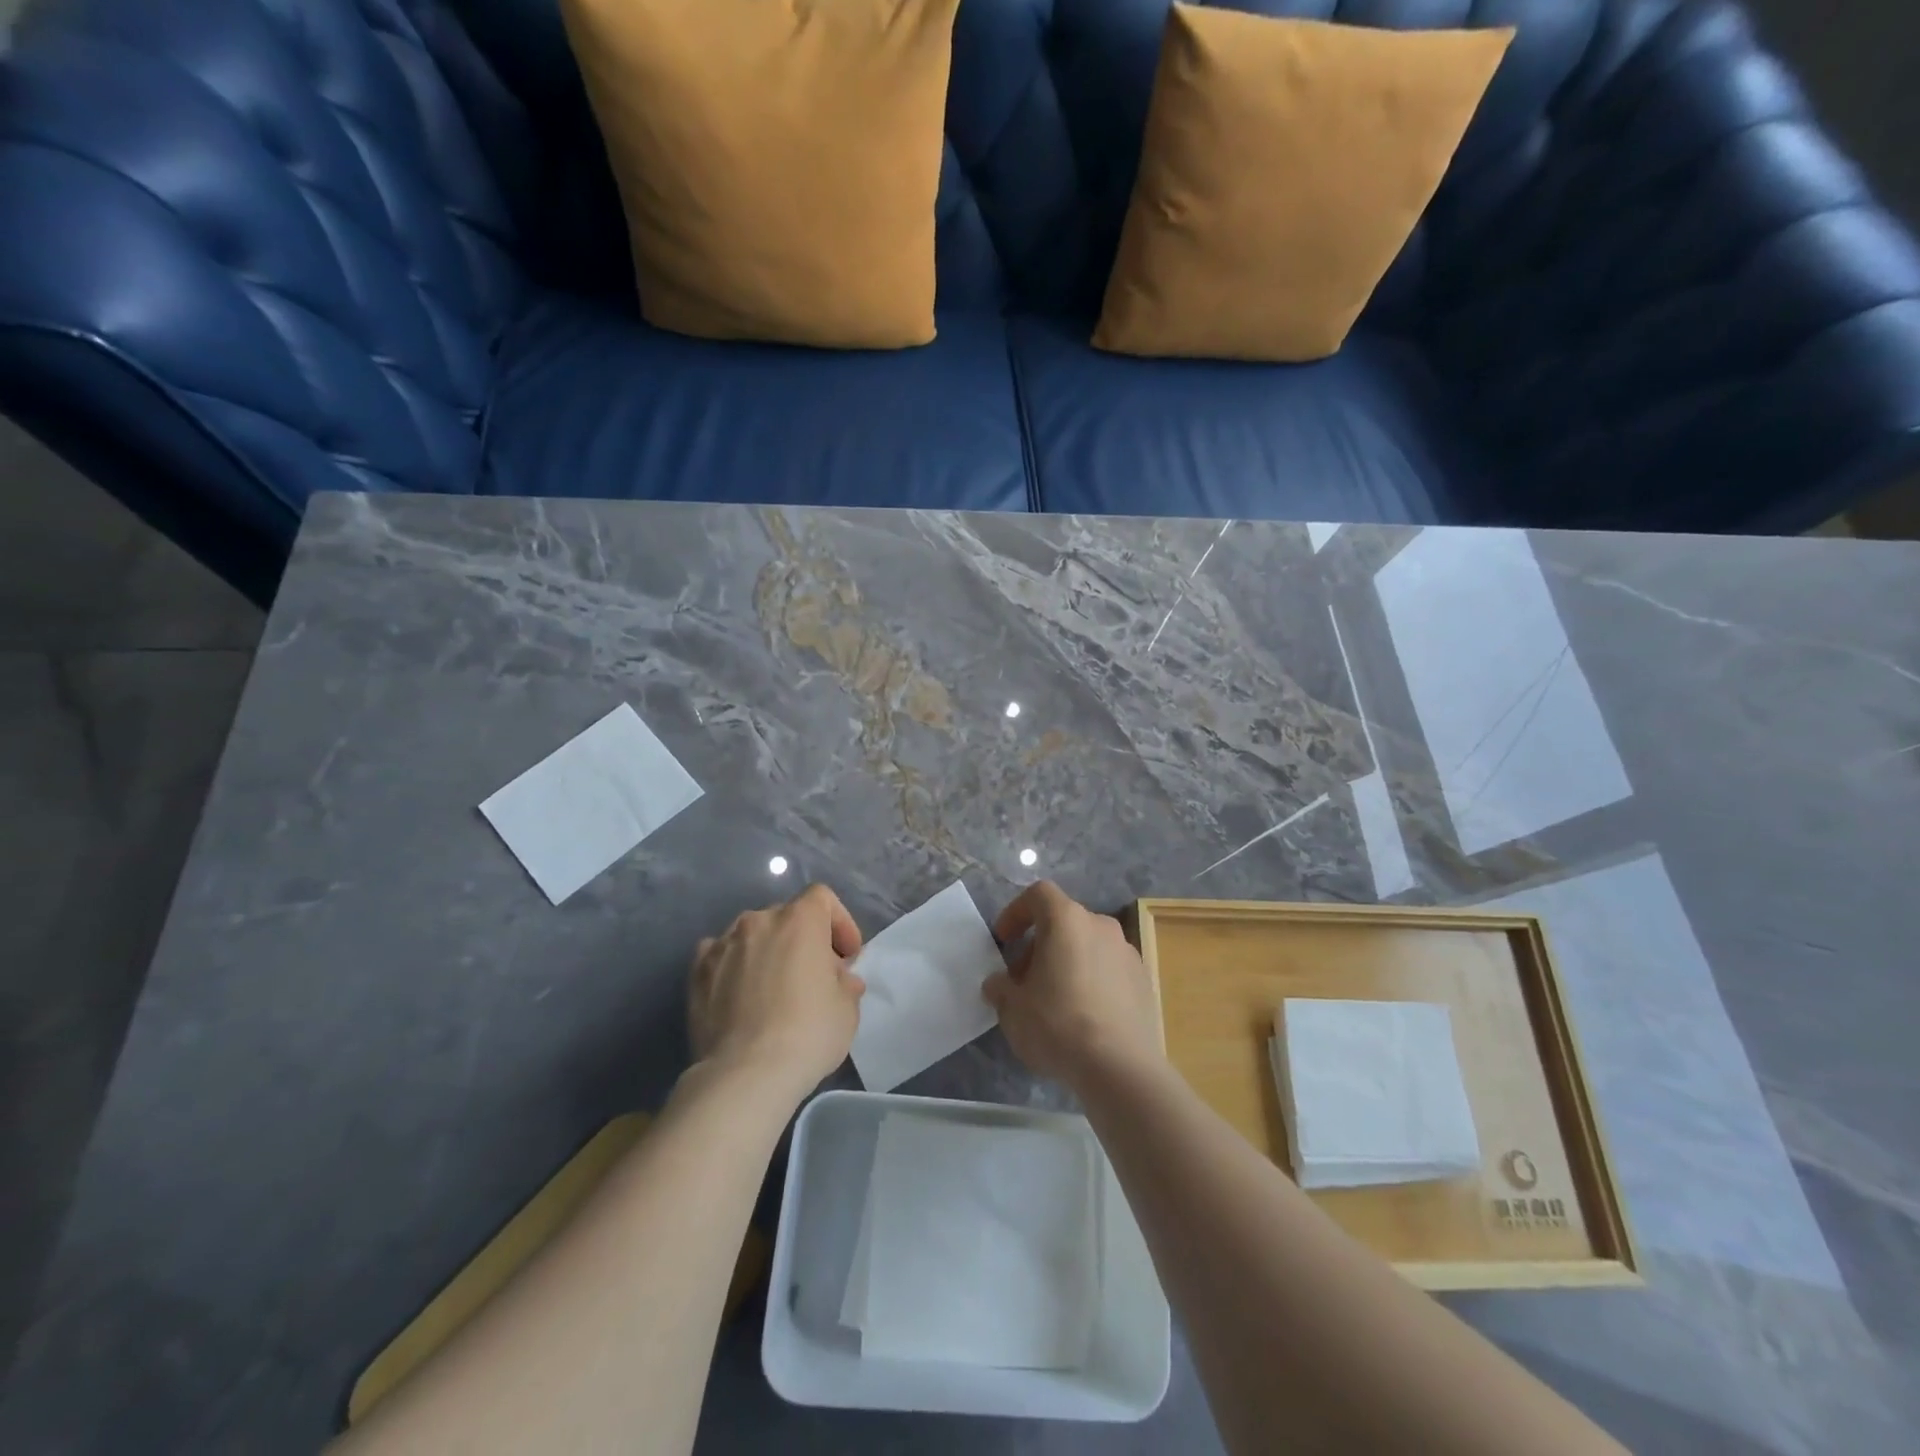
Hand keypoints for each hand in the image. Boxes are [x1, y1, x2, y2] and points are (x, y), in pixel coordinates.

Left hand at [689, 884, 865, 1098]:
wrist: (745, 1073)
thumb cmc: (807, 1033)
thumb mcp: (847, 1009)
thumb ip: (844, 983)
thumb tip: (837, 979)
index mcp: (800, 920)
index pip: (822, 898)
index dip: (839, 922)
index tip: (846, 957)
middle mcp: (759, 920)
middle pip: (787, 917)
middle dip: (803, 941)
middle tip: (813, 978)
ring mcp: (723, 943)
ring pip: (752, 936)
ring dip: (767, 952)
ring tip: (773, 990)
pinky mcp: (697, 971)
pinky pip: (722, 956)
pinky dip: (734, 967)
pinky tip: (740, 996)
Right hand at [983, 881, 1161, 1088]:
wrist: (1120, 1067)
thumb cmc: (1057, 1025)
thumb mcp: (1012, 1009)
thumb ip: (1000, 988)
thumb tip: (998, 984)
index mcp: (1067, 920)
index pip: (1038, 895)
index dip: (1016, 912)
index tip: (1004, 941)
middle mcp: (1101, 925)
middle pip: (1063, 922)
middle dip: (1040, 945)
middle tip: (1024, 981)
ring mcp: (1127, 952)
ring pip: (1088, 945)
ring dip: (1067, 962)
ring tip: (1054, 1001)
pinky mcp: (1144, 980)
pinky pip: (1109, 969)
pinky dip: (1092, 981)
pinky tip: (1084, 1016)